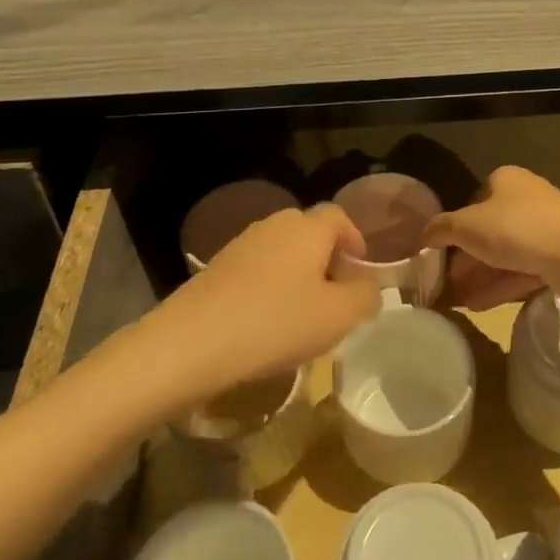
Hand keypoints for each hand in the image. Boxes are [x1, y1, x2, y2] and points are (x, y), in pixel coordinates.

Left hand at [149, 205, 381, 403]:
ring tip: (302, 315)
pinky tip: (267, 323)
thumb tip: (368, 287)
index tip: (361, 270)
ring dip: (297, 275)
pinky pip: (256, 270)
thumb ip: (365, 296)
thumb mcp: (338, 316)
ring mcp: (240, 245)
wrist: (190, 343)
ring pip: (282, 252)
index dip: (355, 239)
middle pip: (309, 232)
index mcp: (307, 228)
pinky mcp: (216, 268)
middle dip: (327, 258)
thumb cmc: (275, 323)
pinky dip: (270, 288)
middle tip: (335, 296)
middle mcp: (274, 225)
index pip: (339, 217)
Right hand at [425, 166, 559, 309]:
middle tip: (446, 281)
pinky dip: (500, 286)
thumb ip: (440, 229)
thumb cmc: (515, 228)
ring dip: (481, 276)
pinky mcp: (559, 257)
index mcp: (506, 180)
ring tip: (458, 301)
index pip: (474, 199)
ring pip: (506, 253)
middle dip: (467, 258)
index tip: (442, 250)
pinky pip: (523, 271)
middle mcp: (528, 198)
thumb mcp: (466, 226)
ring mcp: (547, 228)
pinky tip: (479, 306)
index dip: (457, 225)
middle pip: (489, 229)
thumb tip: (422, 235)